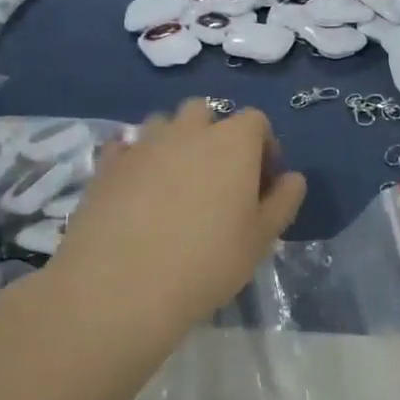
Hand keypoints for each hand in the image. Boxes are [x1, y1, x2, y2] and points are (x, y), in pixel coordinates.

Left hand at [41, 101, 305, 357]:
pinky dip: (137, 159)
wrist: (121, 286)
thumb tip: (292, 178)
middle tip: (218, 178)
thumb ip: (283, 201)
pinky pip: (127, 147)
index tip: (262, 182)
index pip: (256, 121)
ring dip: (175, 142)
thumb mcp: (261, 239)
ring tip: (175, 183)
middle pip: (205, 113)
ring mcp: (143, 144)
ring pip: (164, 124)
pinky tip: (138, 191)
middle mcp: (188, 130)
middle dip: (215, 135)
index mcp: (233, 142)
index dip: (264, 147)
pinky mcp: (107, 165)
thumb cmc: (207, 262)